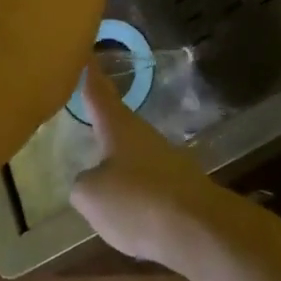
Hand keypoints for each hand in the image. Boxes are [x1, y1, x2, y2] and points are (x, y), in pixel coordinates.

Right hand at [70, 65, 232, 263]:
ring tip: (100, 175)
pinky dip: (135, 194)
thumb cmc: (137, 200)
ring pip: (134, 155)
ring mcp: (166, 161)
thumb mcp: (91, 195)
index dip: (89, 72)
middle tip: (86, 114)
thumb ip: (83, 184)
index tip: (85, 51)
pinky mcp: (181, 188)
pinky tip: (127, 214)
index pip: (98, 92)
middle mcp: (143, 135)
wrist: (198, 230)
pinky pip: (148, 185)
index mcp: (118, 127)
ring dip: (119, 162)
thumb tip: (89, 181)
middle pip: (118, 123)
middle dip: (103, 121)